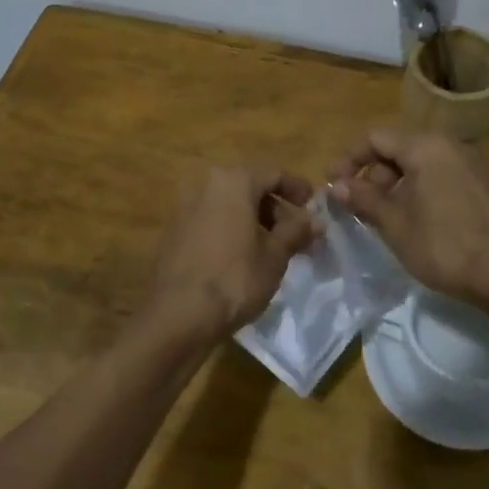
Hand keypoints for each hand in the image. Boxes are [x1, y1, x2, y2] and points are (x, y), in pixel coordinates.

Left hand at [141, 167, 319, 341]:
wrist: (179, 314)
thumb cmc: (235, 278)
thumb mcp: (275, 255)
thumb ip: (296, 231)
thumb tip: (316, 220)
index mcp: (234, 181)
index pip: (274, 174)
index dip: (298, 189)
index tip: (313, 207)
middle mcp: (206, 183)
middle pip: (249, 187)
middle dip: (274, 208)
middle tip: (294, 233)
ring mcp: (185, 205)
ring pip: (228, 203)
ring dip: (252, 219)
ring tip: (270, 247)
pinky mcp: (173, 229)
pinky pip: (210, 219)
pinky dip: (229, 228)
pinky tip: (241, 255)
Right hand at [330, 129, 488, 305]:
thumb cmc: (444, 245)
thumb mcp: (395, 223)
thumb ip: (363, 198)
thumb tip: (336, 185)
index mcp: (427, 146)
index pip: (375, 137)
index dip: (348, 158)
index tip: (332, 185)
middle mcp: (451, 146)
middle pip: (398, 148)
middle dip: (372, 175)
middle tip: (357, 207)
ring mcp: (472, 165)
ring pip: (420, 165)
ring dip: (394, 186)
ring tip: (382, 218)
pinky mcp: (484, 187)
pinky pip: (441, 177)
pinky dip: (419, 192)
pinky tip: (414, 222)